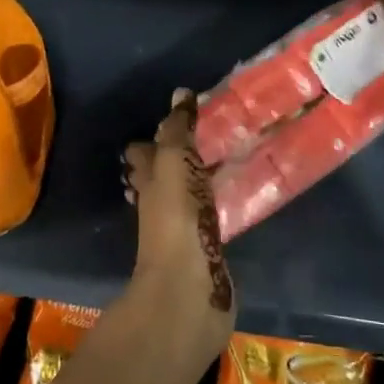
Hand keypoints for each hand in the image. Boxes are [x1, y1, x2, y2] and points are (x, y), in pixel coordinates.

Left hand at [122, 90, 235, 365]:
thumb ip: (177, 132)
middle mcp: (161, 205)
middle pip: (165, 176)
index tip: (178, 118)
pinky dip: (219, 207)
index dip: (156, 137)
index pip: (145, 152)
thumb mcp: (175, 165)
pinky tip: (237, 201)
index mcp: (149, 182)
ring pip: (189, 197)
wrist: (188, 290)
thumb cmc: (177, 221)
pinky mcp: (206, 252)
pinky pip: (211, 220)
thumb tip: (180, 93)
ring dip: (200, 182)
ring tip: (228, 162)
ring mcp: (183, 231)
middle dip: (179, 159)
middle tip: (207, 138)